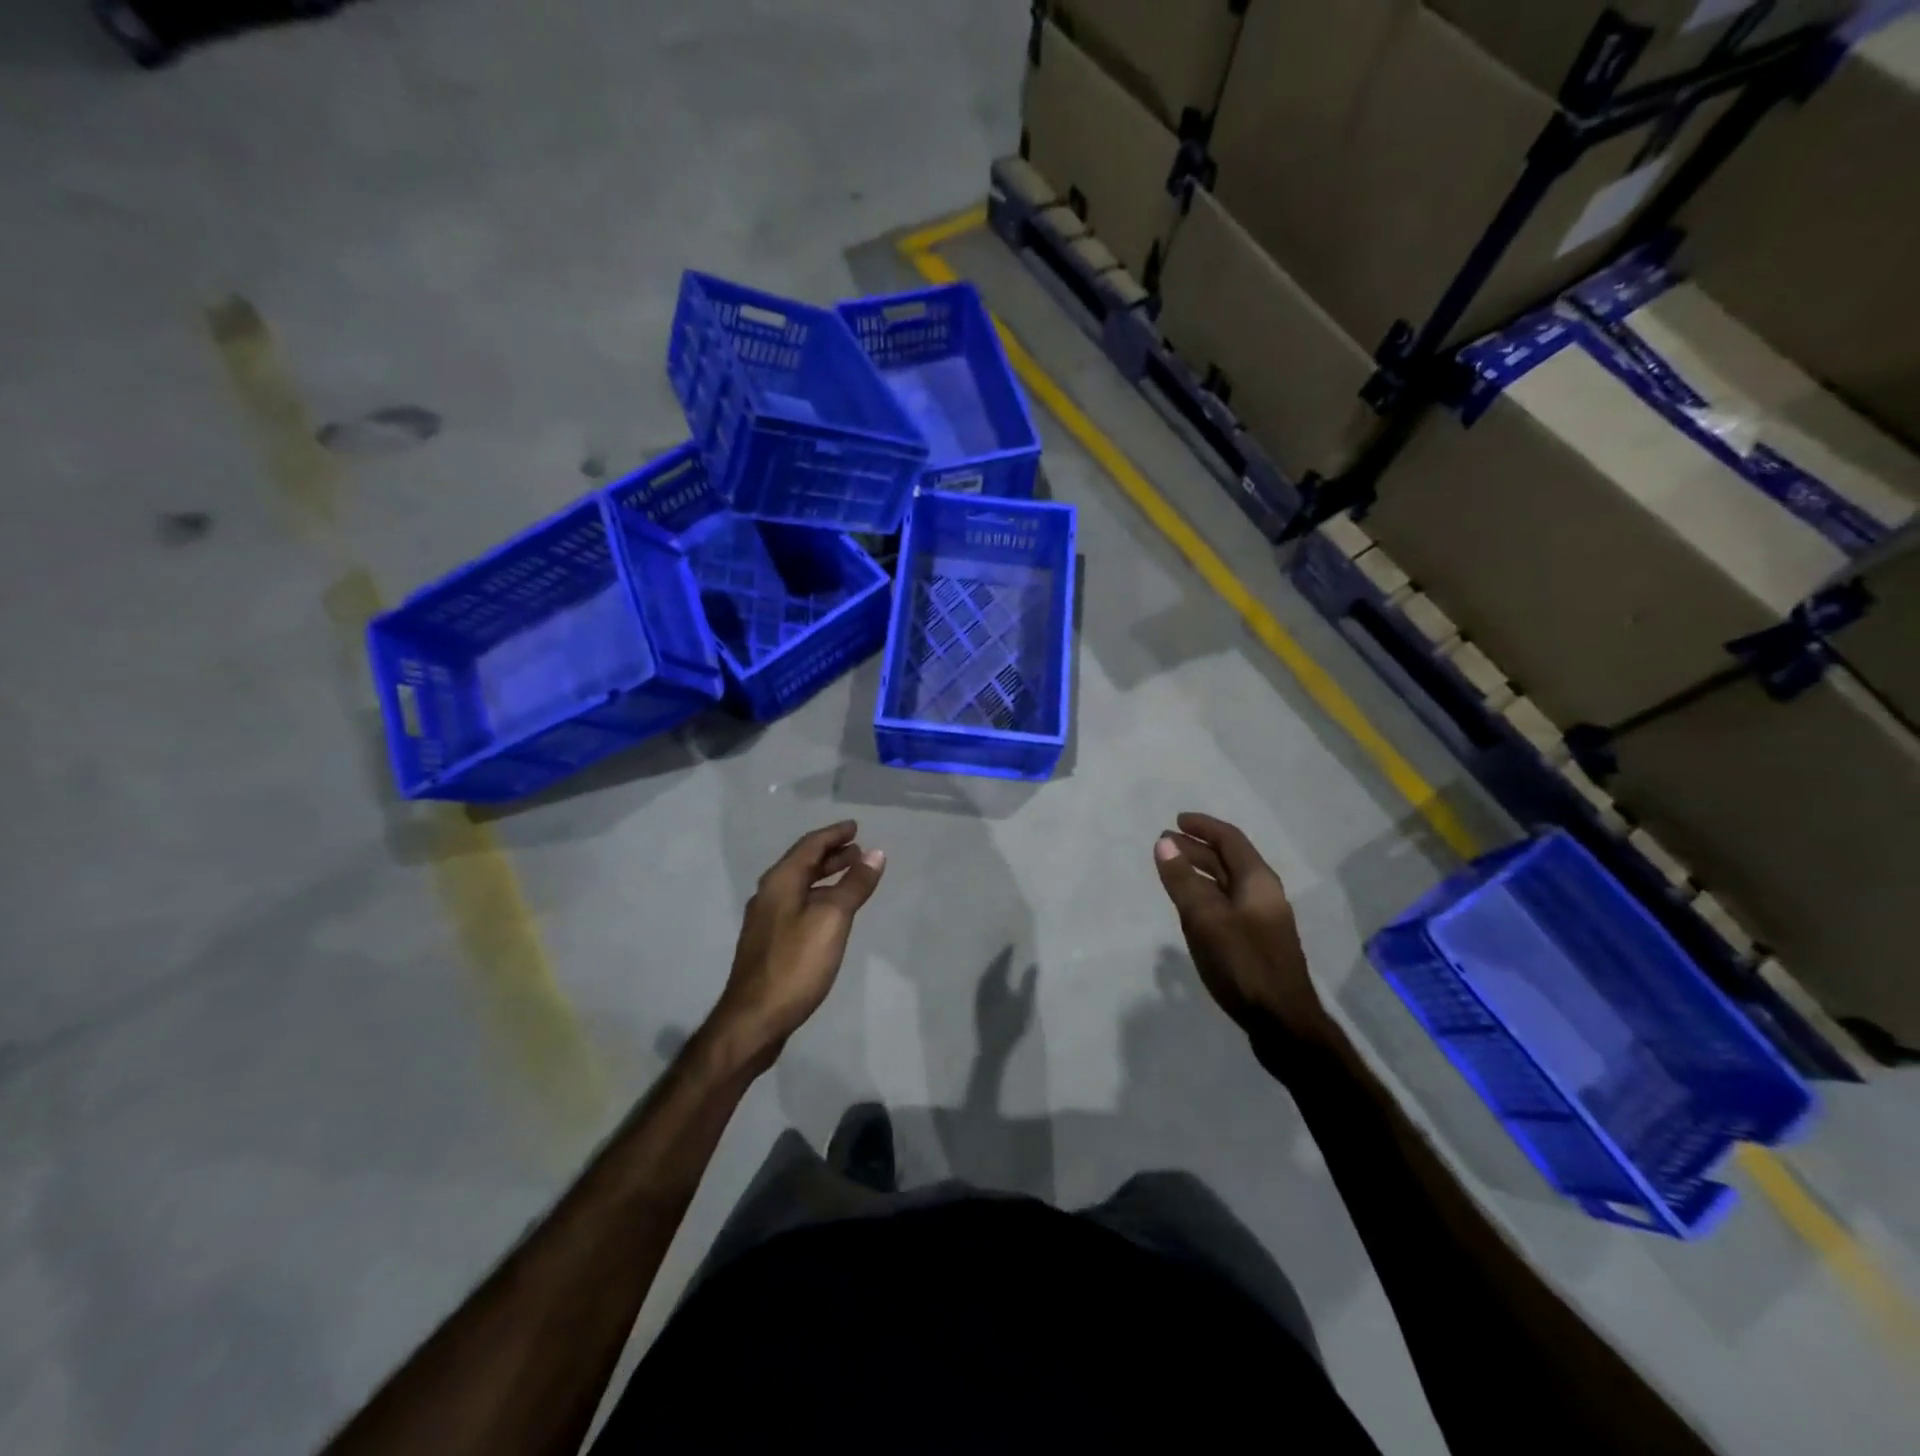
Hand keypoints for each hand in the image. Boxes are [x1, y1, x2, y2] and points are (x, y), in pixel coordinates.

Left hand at [708, 821, 885, 1073]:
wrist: (754, 1019)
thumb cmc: (795, 964)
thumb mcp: (833, 919)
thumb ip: (854, 885)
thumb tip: (875, 853)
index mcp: (780, 882)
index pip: (810, 846)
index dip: (834, 834)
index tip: (855, 827)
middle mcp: (769, 894)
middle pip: (802, 864)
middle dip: (831, 854)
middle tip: (858, 850)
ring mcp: (766, 920)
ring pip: (800, 886)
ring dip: (825, 876)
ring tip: (851, 876)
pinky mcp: (769, 943)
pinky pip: (797, 905)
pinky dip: (818, 897)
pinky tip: (831, 913)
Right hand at [1153, 813, 1326, 1042]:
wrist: (1282, 1022)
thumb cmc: (1242, 963)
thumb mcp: (1205, 918)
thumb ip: (1183, 880)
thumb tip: (1165, 842)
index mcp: (1258, 881)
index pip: (1229, 839)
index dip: (1203, 826)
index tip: (1176, 820)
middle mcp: (1263, 894)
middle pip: (1228, 860)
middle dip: (1197, 848)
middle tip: (1165, 845)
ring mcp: (1262, 920)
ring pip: (1227, 884)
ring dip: (1199, 872)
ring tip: (1171, 871)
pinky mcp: (1256, 942)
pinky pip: (1227, 905)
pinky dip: (1205, 895)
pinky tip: (1190, 909)